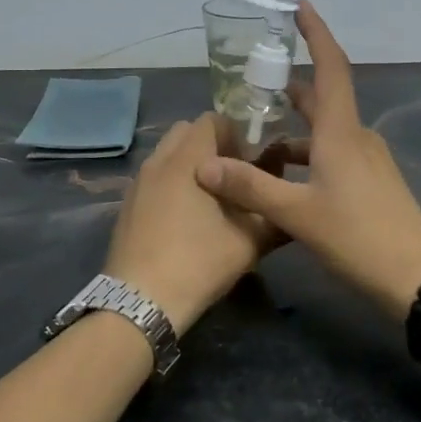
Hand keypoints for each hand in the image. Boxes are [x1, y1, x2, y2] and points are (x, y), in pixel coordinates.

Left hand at [103, 113, 283, 333]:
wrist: (140, 301)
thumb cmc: (198, 262)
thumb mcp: (249, 242)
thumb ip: (275, 215)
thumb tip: (291, 200)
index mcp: (187, 159)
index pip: (212, 120)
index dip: (236, 134)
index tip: (252, 161)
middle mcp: (158, 161)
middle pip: (187, 132)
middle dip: (213, 145)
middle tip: (234, 176)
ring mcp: (138, 183)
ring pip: (168, 155)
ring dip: (191, 164)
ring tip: (212, 198)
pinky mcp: (128, 205)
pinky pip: (155, 177)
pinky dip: (173, 183)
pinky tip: (186, 218)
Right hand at [196, 1, 420, 316]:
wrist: (418, 277)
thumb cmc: (359, 236)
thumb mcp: (297, 214)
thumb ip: (250, 187)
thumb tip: (204, 166)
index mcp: (341, 132)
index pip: (331, 67)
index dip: (316, 34)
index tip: (300, 7)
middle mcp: (357, 137)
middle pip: (323, 99)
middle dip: (291, 88)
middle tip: (255, 84)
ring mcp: (368, 161)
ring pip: (325, 131)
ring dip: (294, 130)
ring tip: (256, 138)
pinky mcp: (372, 184)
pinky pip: (333, 155)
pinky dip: (307, 155)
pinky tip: (284, 178)